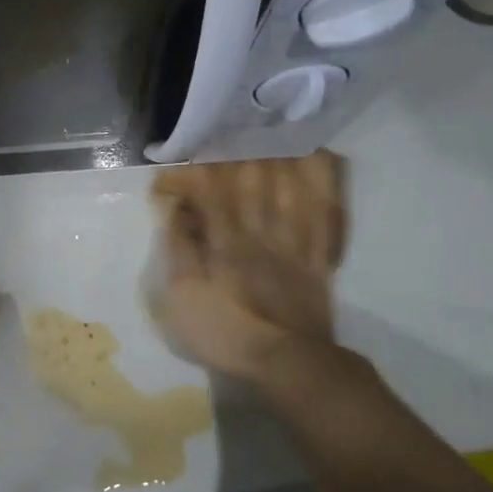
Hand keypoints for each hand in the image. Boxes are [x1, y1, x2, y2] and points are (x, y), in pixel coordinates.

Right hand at [150, 152, 347, 382]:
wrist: (288, 363)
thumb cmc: (227, 332)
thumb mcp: (183, 298)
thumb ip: (179, 248)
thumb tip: (176, 208)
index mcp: (225, 239)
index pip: (207, 188)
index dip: (187, 174)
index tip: (167, 177)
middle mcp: (261, 228)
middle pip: (252, 175)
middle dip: (234, 148)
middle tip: (222, 132)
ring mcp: (294, 238)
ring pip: (288, 183)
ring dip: (276, 152)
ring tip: (265, 128)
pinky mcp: (318, 252)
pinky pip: (325, 208)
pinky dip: (321, 179)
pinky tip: (315, 155)